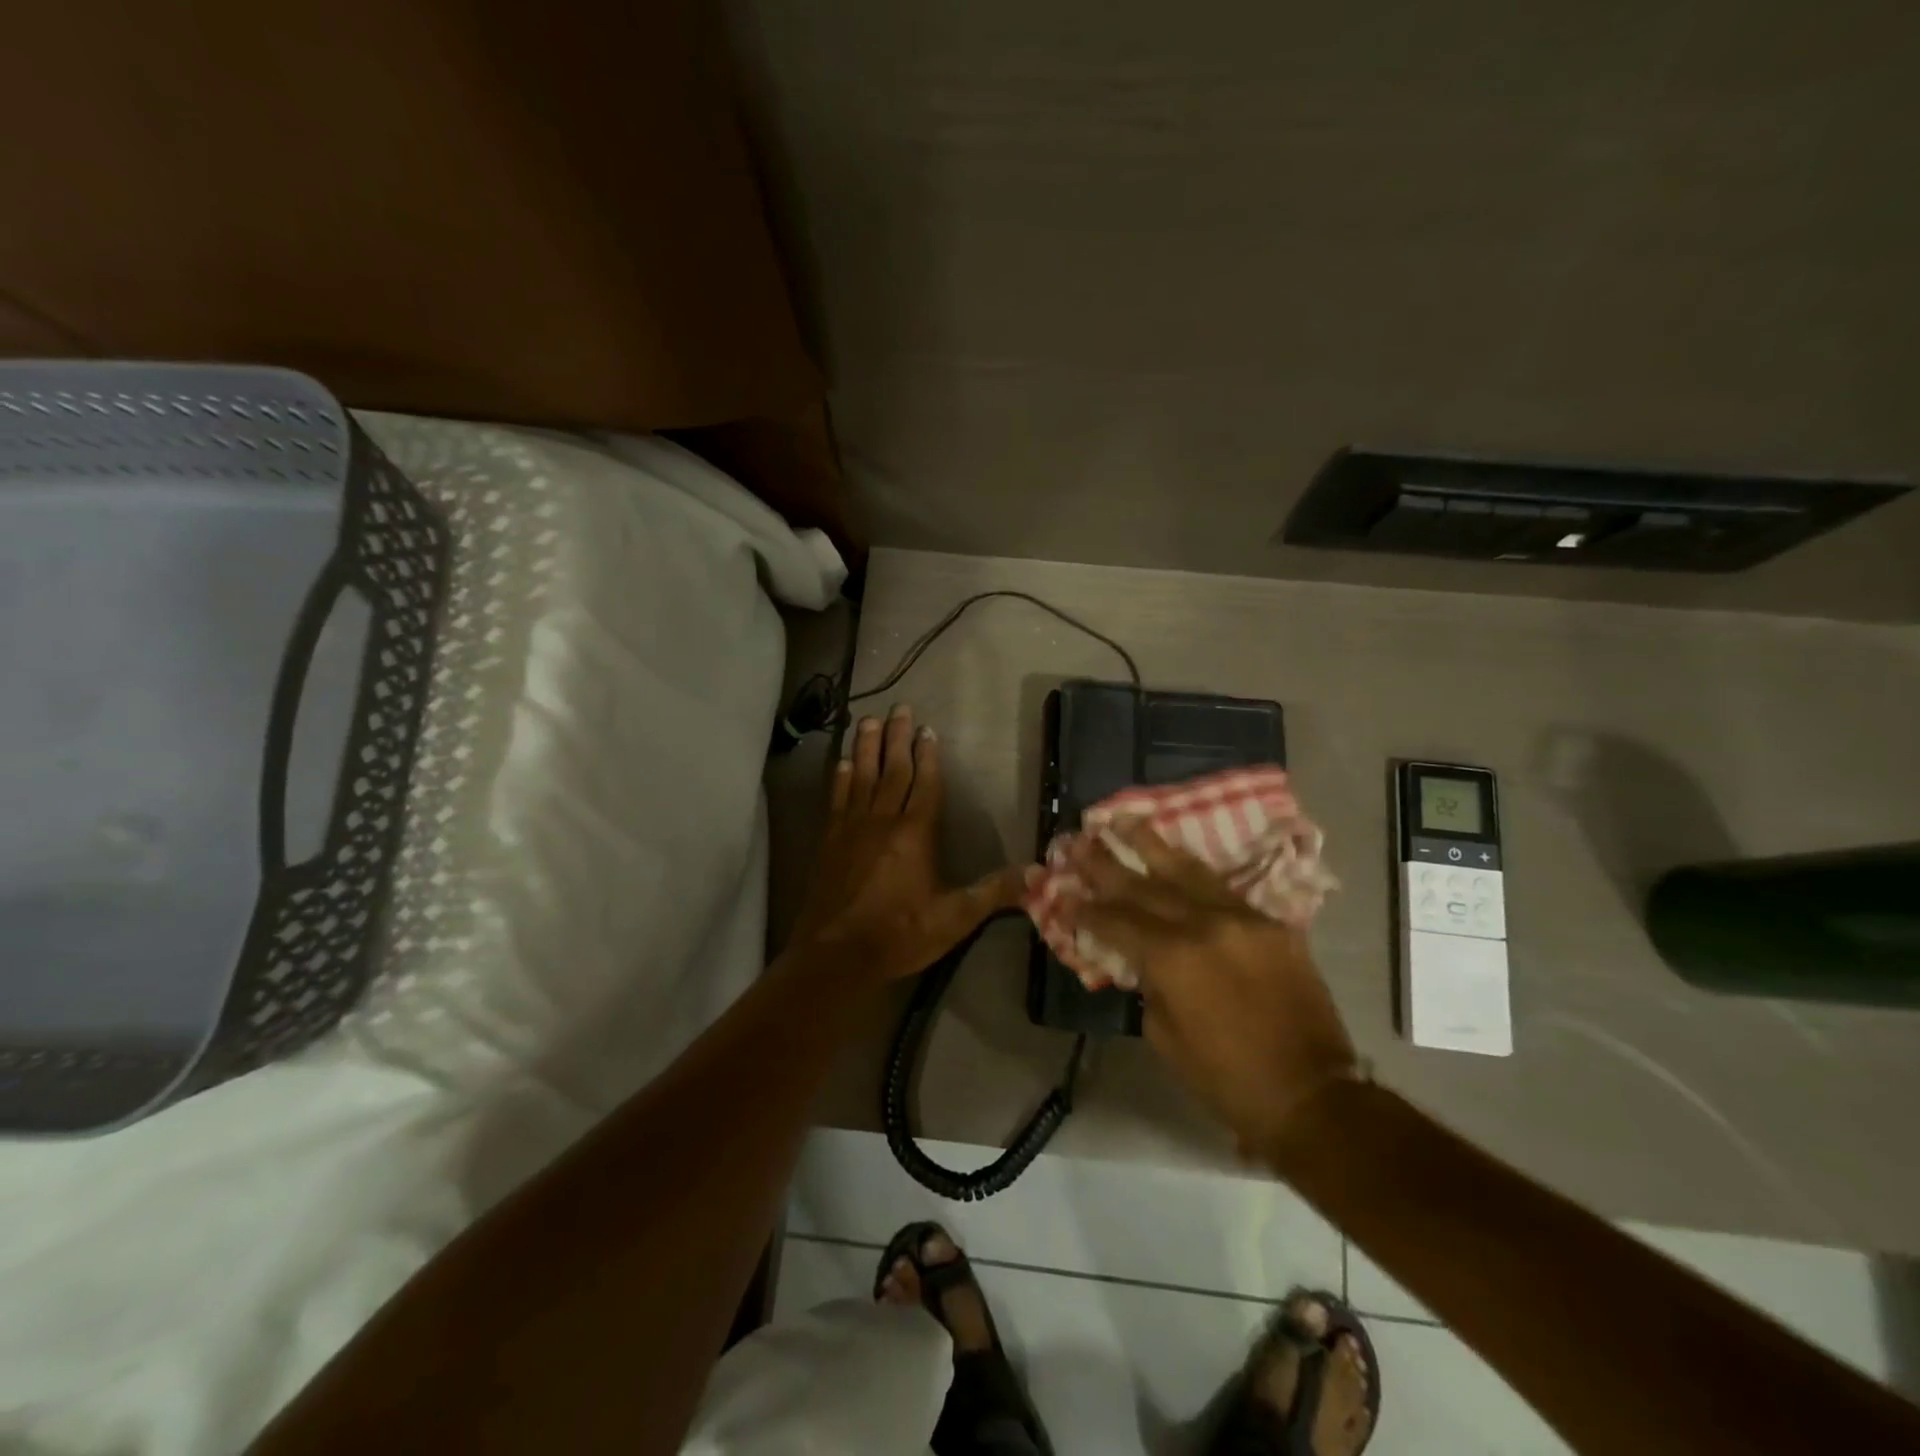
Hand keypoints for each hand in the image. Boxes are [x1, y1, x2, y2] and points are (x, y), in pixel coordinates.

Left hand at [791, 706, 1028, 982]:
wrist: (836, 955)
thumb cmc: (899, 934)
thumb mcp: (954, 918)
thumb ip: (993, 893)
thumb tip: (1038, 873)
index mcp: (915, 834)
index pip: (925, 784)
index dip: (928, 755)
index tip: (927, 729)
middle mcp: (883, 821)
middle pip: (892, 771)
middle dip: (898, 738)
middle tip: (899, 708)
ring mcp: (852, 828)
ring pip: (862, 777)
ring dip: (867, 747)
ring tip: (869, 720)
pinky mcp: (830, 841)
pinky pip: (837, 799)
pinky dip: (841, 777)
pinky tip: (843, 762)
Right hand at [1059, 820, 1358, 1152]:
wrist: (1312, 1094)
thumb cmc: (1226, 1079)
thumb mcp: (1165, 1036)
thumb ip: (1149, 984)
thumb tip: (1142, 958)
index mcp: (1173, 958)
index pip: (1117, 922)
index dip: (1086, 909)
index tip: (1064, 892)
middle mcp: (1204, 925)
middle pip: (1143, 886)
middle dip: (1106, 864)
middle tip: (1078, 841)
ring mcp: (1241, 919)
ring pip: (1186, 871)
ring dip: (1150, 844)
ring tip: (1123, 819)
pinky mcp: (1270, 924)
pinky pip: (1222, 889)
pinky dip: (1192, 872)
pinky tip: (1175, 856)